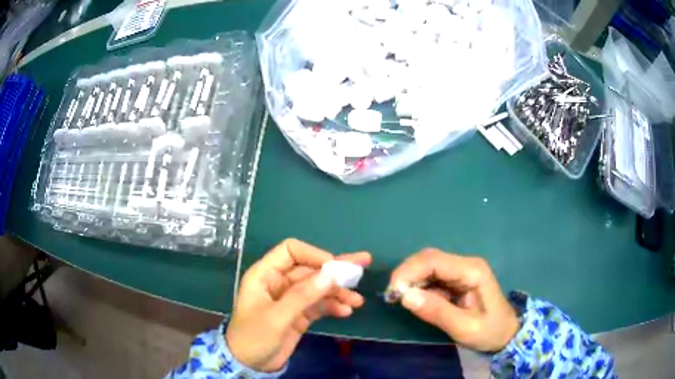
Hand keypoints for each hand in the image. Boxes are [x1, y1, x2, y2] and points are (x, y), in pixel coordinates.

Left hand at [225, 239, 370, 371]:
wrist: (250, 364)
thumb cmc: (254, 336)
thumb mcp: (276, 317)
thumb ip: (303, 296)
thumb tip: (331, 275)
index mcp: (265, 274)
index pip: (291, 251)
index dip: (313, 254)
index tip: (335, 267)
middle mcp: (279, 282)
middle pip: (310, 268)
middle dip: (335, 270)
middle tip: (363, 263)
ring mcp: (291, 298)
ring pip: (318, 287)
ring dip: (338, 292)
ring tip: (357, 301)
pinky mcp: (300, 313)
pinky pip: (319, 304)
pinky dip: (333, 306)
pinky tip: (346, 312)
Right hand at [390, 249, 518, 351]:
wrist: (507, 333)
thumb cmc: (489, 331)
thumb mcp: (464, 327)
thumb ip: (437, 312)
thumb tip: (405, 297)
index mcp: (472, 271)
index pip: (434, 261)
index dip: (409, 271)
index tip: (393, 292)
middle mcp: (466, 265)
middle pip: (429, 259)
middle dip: (407, 274)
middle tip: (392, 296)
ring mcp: (461, 271)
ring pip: (428, 266)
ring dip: (411, 280)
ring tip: (399, 299)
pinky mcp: (456, 280)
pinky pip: (432, 277)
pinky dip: (418, 286)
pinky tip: (415, 300)